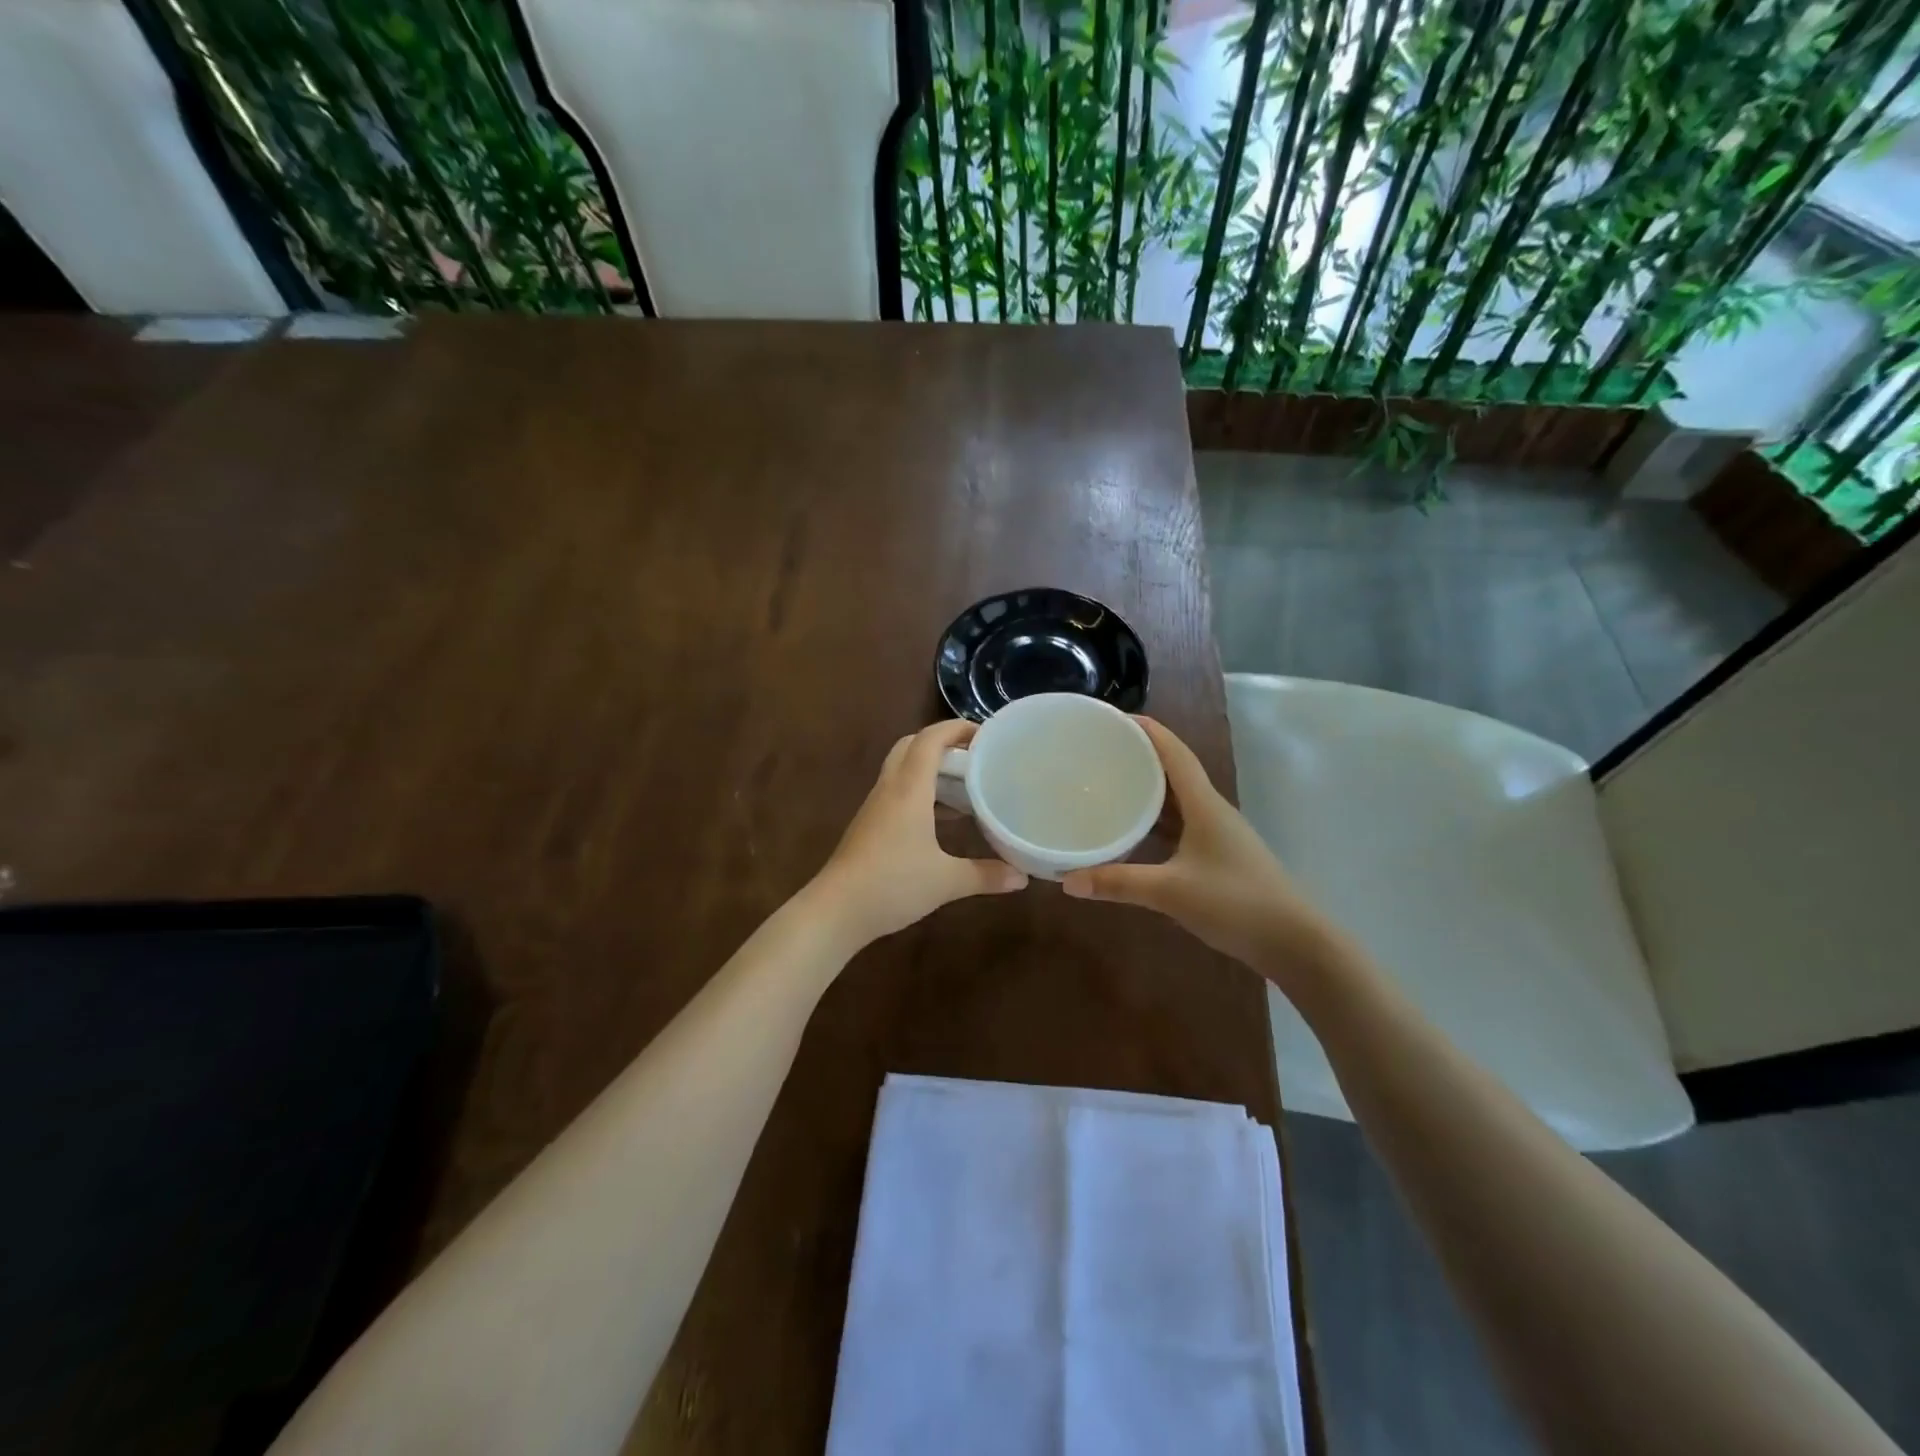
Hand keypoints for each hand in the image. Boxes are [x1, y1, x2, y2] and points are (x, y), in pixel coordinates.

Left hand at [809, 720, 1027, 947]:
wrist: (836, 910)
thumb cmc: (892, 884)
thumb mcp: (946, 881)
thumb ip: (985, 875)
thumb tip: (1022, 877)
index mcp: (909, 789)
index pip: (930, 740)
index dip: (956, 728)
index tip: (985, 733)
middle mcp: (889, 789)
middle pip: (911, 746)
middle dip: (942, 743)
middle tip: (973, 756)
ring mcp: (875, 807)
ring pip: (901, 769)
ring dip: (929, 768)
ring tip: (963, 784)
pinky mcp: (869, 825)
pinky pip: (896, 792)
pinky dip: (919, 791)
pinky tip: (939, 818)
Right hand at [1061, 717, 1344, 982]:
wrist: (1293, 943)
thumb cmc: (1236, 903)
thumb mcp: (1171, 892)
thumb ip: (1118, 883)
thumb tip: (1067, 880)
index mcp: (1204, 805)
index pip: (1174, 752)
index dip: (1147, 730)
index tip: (1113, 716)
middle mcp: (1211, 811)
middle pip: (1173, 771)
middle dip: (1139, 756)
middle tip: (1099, 750)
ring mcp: (1217, 834)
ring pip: (1176, 800)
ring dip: (1147, 789)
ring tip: (1108, 784)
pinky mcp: (1217, 856)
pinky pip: (1179, 825)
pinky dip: (1155, 822)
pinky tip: (1132, 832)